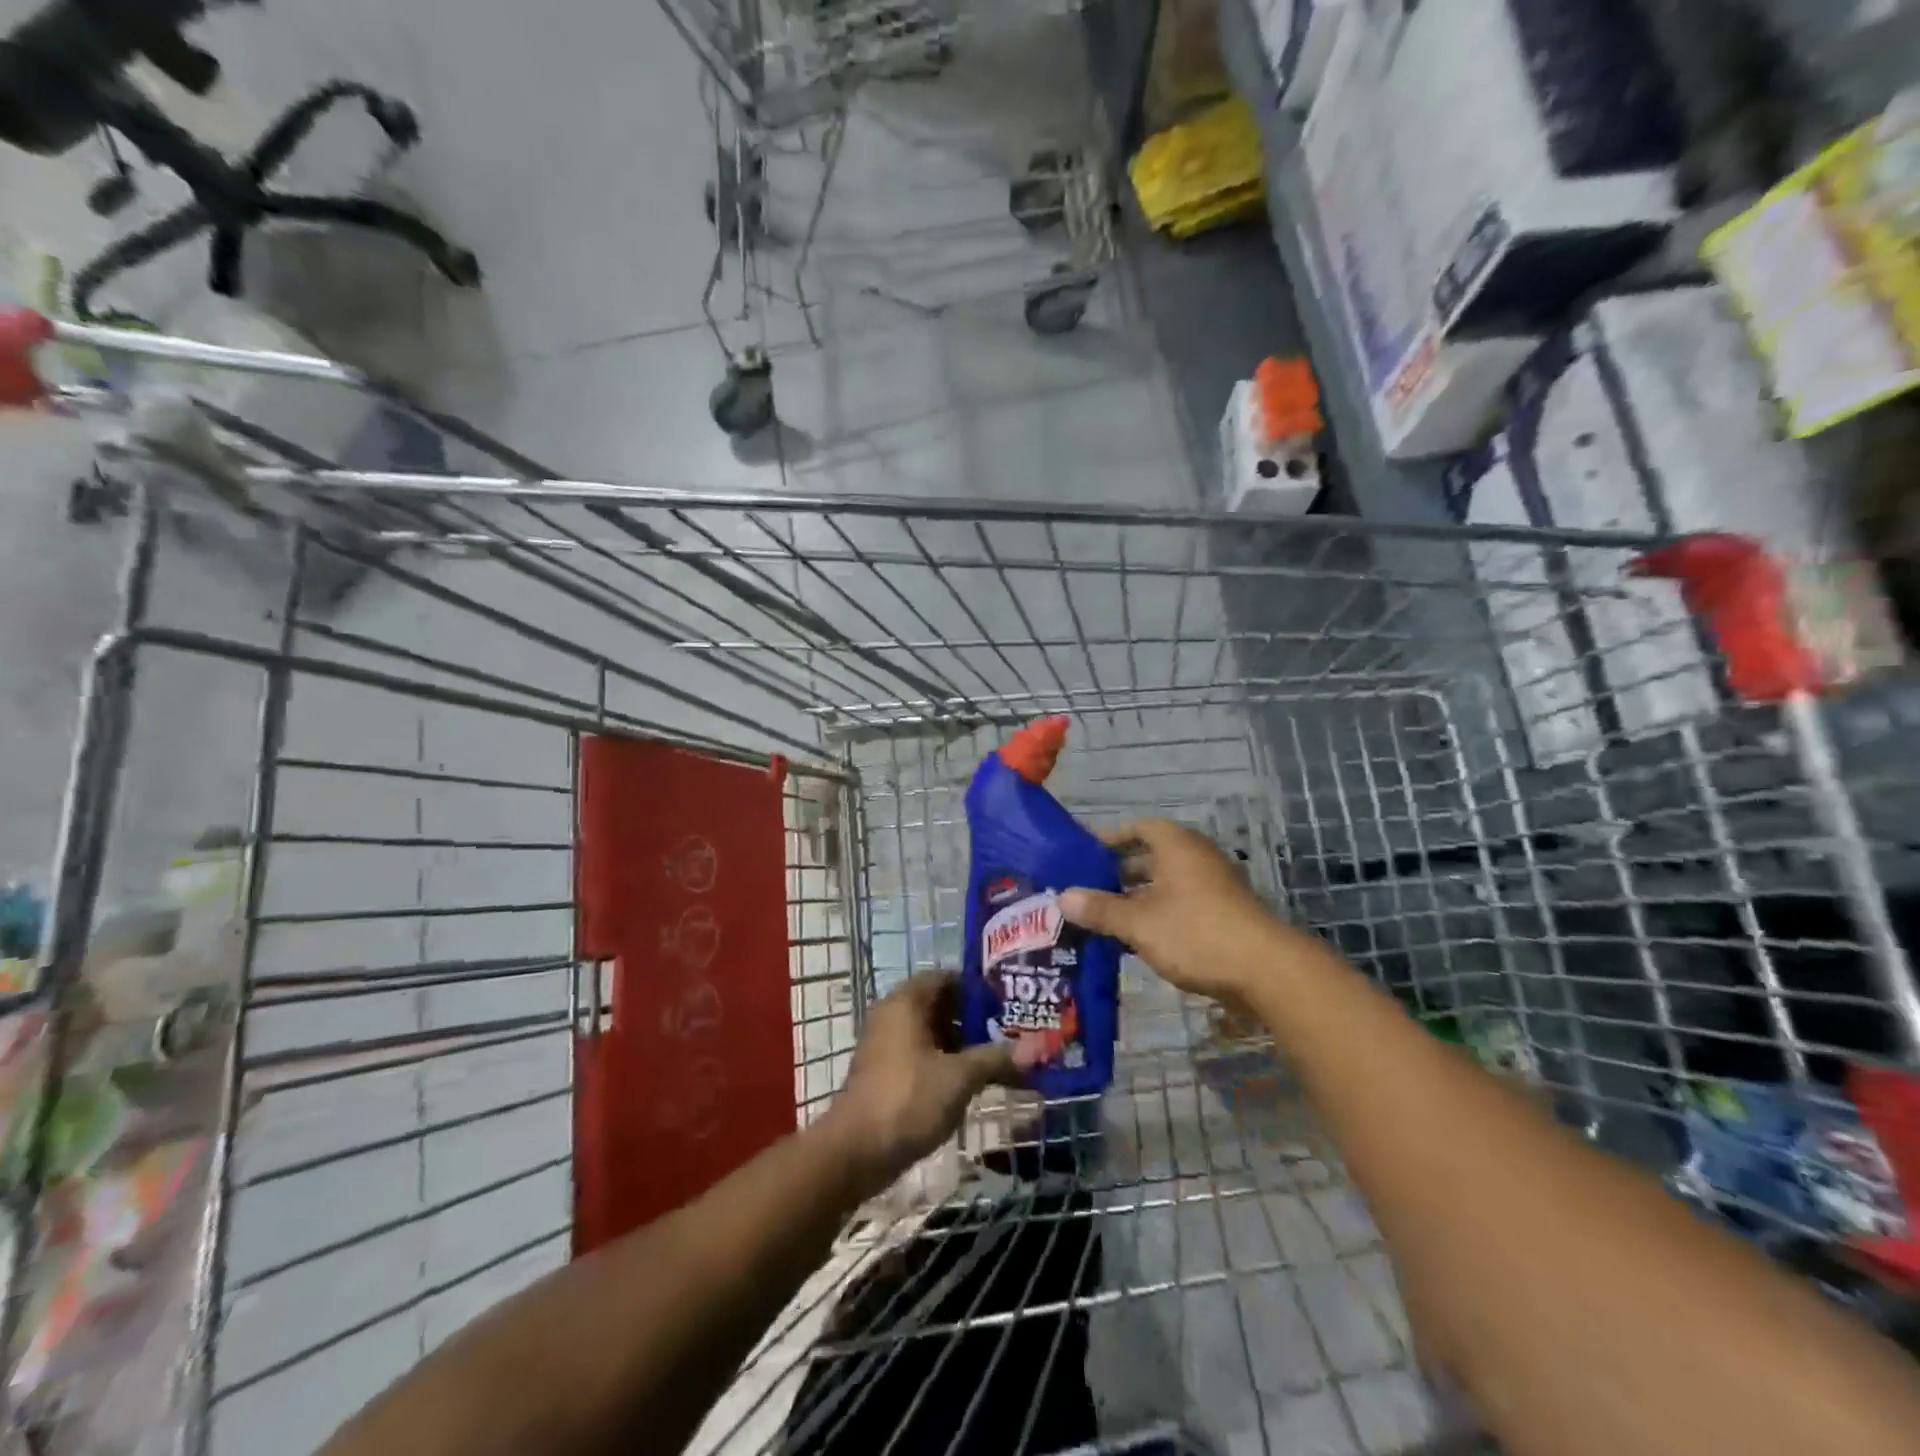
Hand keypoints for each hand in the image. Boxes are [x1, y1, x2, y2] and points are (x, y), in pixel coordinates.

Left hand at [820, 973, 1028, 1194]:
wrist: (855, 1151)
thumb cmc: (908, 1099)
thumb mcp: (959, 1077)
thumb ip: (996, 1058)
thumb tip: (1038, 1048)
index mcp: (906, 1001)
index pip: (947, 978)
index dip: (978, 988)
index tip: (1008, 1004)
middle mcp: (893, 1015)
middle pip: (941, 1005)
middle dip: (975, 1019)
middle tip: (1011, 1032)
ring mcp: (886, 1045)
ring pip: (932, 1033)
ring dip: (962, 1045)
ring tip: (999, 1059)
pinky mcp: (886, 1073)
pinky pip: (922, 1056)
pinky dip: (946, 1063)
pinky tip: (972, 1083)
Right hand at [1059, 818, 1287, 1002]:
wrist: (1264, 970)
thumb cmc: (1195, 932)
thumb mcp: (1138, 922)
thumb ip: (1100, 909)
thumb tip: (1062, 897)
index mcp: (1176, 845)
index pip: (1138, 828)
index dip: (1110, 838)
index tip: (1083, 854)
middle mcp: (1195, 857)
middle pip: (1150, 856)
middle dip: (1118, 872)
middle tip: (1086, 889)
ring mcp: (1213, 886)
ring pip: (1165, 884)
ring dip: (1137, 897)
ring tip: (1104, 916)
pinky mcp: (1223, 914)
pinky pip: (1180, 904)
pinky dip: (1157, 914)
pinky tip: (1137, 939)